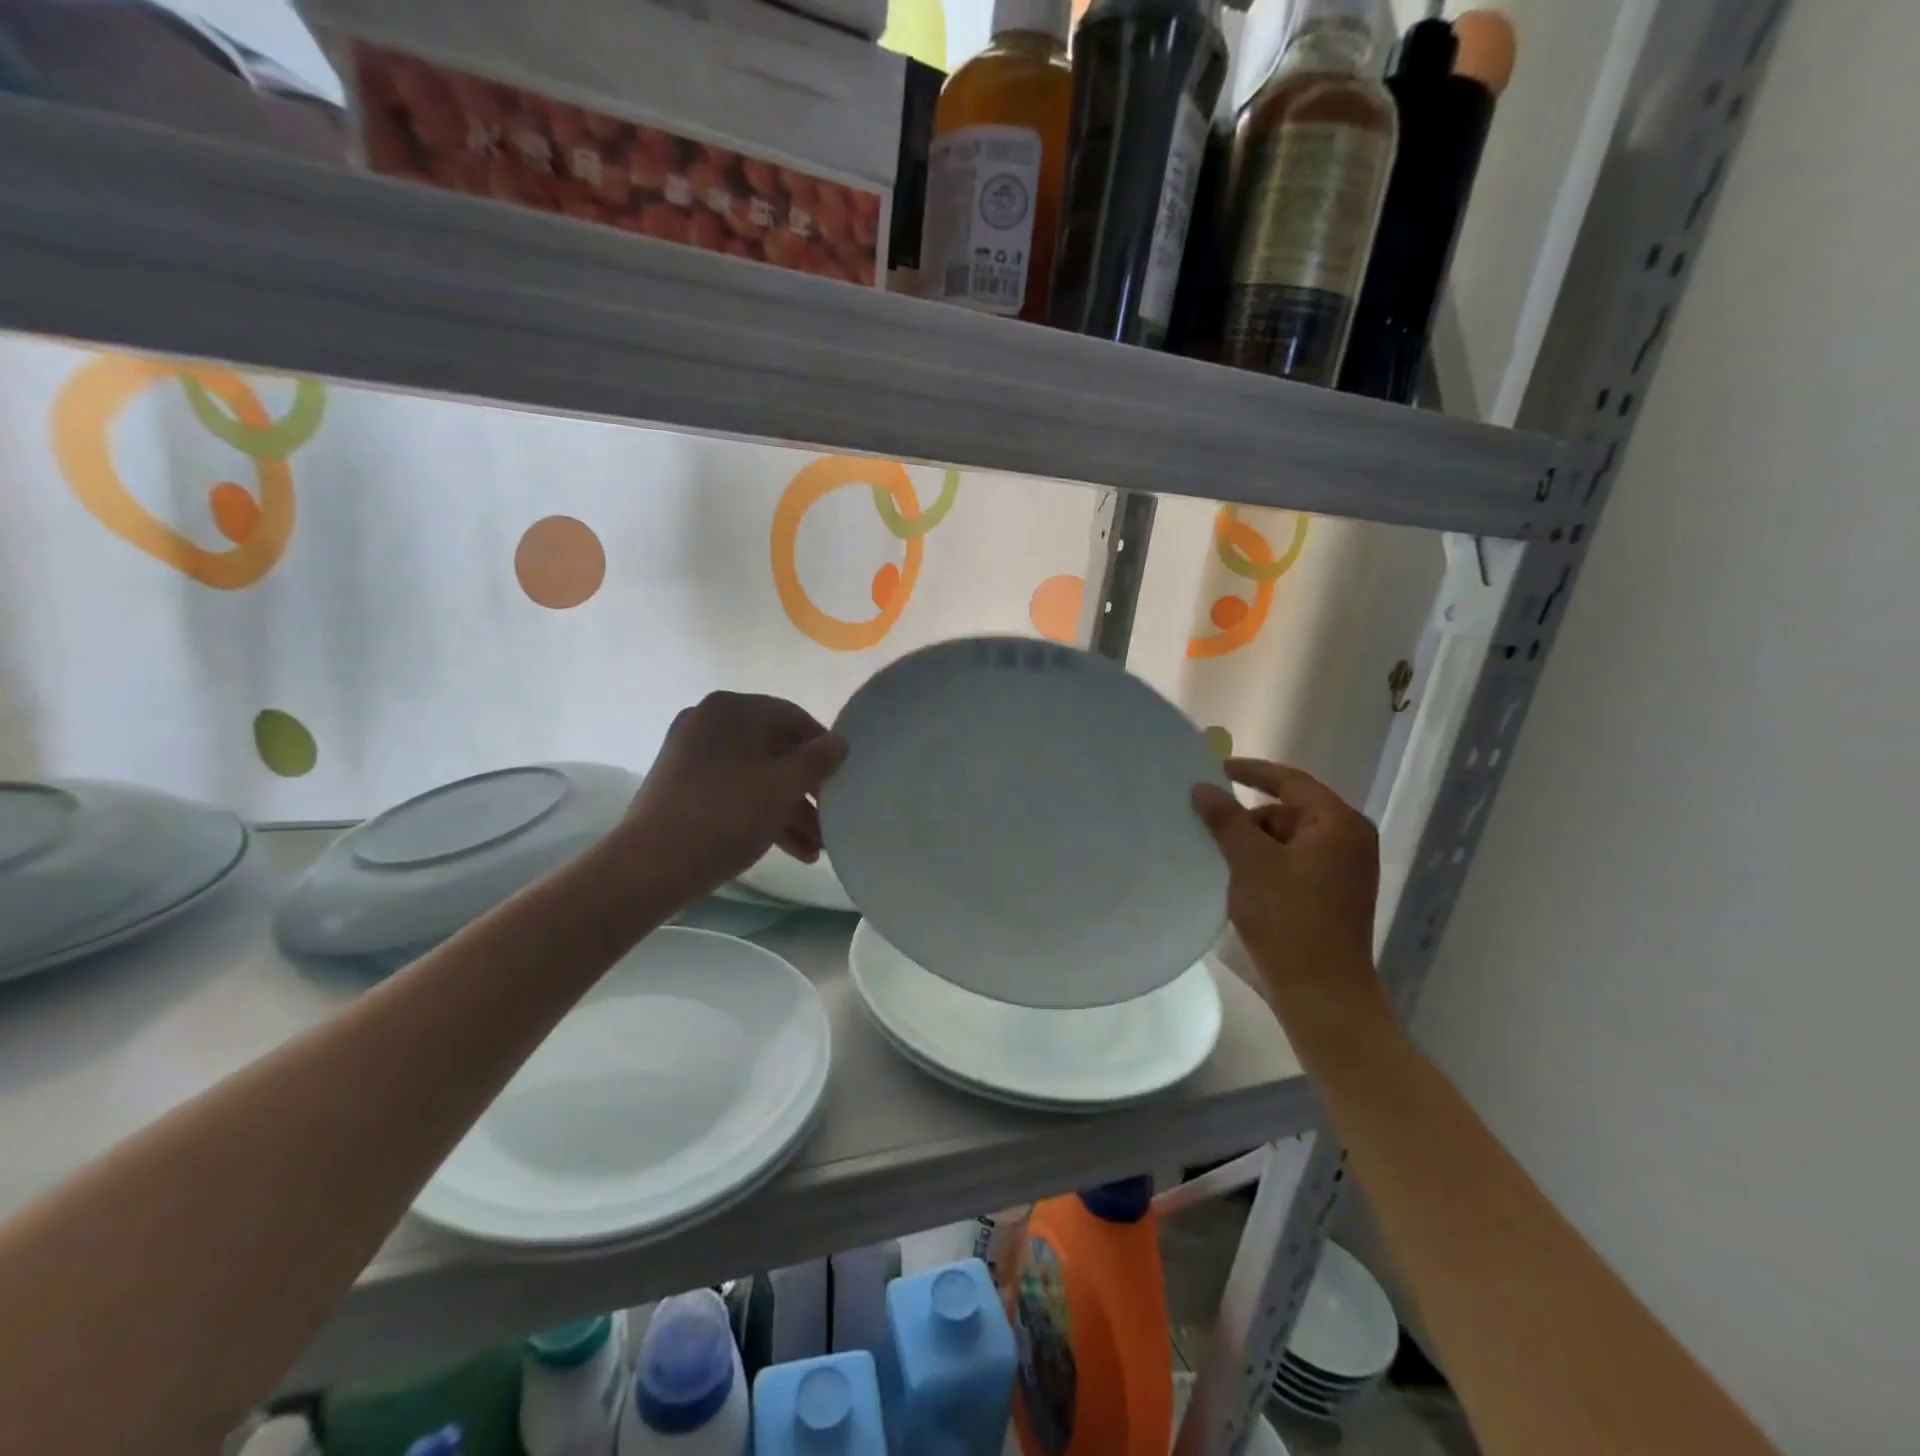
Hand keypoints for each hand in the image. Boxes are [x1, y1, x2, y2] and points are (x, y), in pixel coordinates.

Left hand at [621, 692, 847, 905]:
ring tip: (816, 849)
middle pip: (776, 750)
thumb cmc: (727, 815)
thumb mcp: (784, 786)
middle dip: (807, 790)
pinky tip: (792, 851)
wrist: (650, 865)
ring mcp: (692, 755)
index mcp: (733, 710)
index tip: (843, 780)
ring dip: (789, 810)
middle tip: (831, 820)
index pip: (794, 717)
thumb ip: (819, 760)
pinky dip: (762, 814)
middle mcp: (710, 723)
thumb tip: (840, 742)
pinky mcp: (682, 787)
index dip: (825, 748)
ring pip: (756, 776)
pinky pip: (735, 791)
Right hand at [1192, 759, 1386, 1029]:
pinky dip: (1264, 865)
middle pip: (1288, 812)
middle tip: (1207, 827)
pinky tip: (1237, 881)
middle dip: (1248, 818)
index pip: (1291, 781)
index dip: (1252, 772)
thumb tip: (1202, 788)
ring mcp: (1343, 871)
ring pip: (1286, 840)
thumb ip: (1226, 819)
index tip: (1215, 769)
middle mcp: (1348, 841)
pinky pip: (1292, 864)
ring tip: (1218, 860)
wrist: (1322, 993)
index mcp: (1338, 824)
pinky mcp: (1332, 896)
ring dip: (1253, 845)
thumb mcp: (1250, 862)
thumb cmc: (1289, 919)